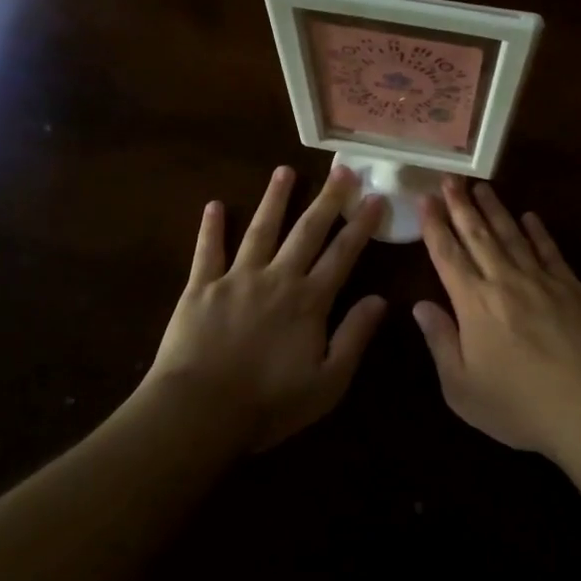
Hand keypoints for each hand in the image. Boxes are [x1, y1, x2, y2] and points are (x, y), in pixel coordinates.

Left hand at [142, 165, 387, 452]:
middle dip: (327, 199)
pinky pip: (207, 251)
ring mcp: (237, 278)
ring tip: (284, 171)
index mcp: (309, 300)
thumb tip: (380, 299)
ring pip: (260, 230)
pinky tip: (213, 205)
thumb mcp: (328, 382)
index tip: (375, 197)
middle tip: (342, 170)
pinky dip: (211, 228)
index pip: (343, 254)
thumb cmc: (269, 403)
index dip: (361, 225)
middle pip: (307, 231)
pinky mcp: (201, 288)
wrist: (200, 411)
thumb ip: (354, 337)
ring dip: (274, 200)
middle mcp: (277, 278)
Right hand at [414, 177, 580, 459]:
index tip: (426, 199)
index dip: (434, 226)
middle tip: (449, 179)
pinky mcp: (573, 287)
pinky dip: (538, 231)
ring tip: (482, 187)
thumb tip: (420, 305)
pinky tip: (530, 217)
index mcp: (473, 303)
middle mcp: (504, 281)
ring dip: (495, 210)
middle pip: (478, 235)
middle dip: (461, 206)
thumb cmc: (520, 405)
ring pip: (512, 235)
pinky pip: (550, 250)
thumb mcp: (463, 388)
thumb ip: (440, 342)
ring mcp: (542, 280)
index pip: (447, 255)